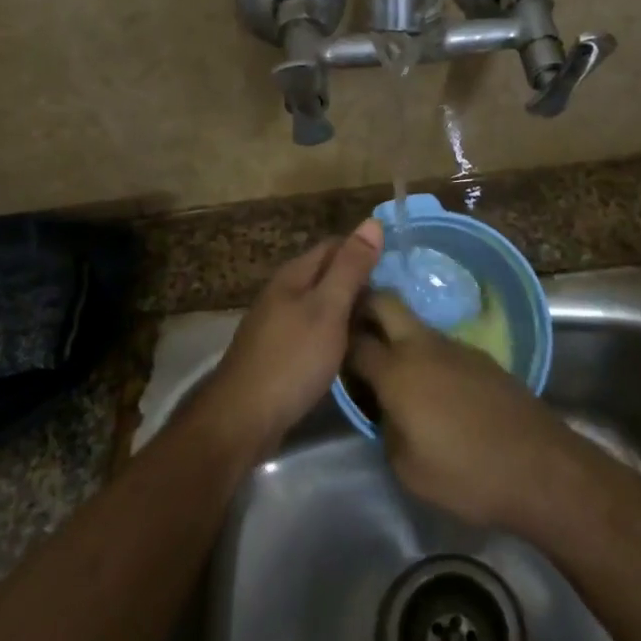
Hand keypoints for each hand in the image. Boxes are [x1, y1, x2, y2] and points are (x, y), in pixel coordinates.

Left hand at [204, 221, 384, 451]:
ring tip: (382, 322)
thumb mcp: (328, 309)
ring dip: (349, 308)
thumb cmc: (292, 359)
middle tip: (397, 298)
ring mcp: (278, 323)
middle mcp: (283, 292)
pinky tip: (352, 347)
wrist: (243, 418)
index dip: (365, 251)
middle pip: (327, 274)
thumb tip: (372, 222)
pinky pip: (314, 329)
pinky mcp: (279, 351)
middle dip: (359, 281)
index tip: (397, 267)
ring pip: (321, 303)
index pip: (335, 245)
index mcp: (294, 275)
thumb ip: (350, 268)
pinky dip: (335, 332)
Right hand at [347, 293, 584, 533]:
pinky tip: (431, 384)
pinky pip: (440, 343)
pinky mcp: (480, 356)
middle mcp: (423, 346)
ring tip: (391, 364)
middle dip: (363, 305)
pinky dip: (425, 353)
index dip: (337, 344)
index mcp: (397, 372)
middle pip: (385, 302)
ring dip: (397, 332)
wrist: (539, 467)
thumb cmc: (466, 474)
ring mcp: (455, 346)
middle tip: (352, 329)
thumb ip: (386, 427)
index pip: (354, 342)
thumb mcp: (407, 467)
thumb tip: (386, 408)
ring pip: (414, 323)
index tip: (329, 352)